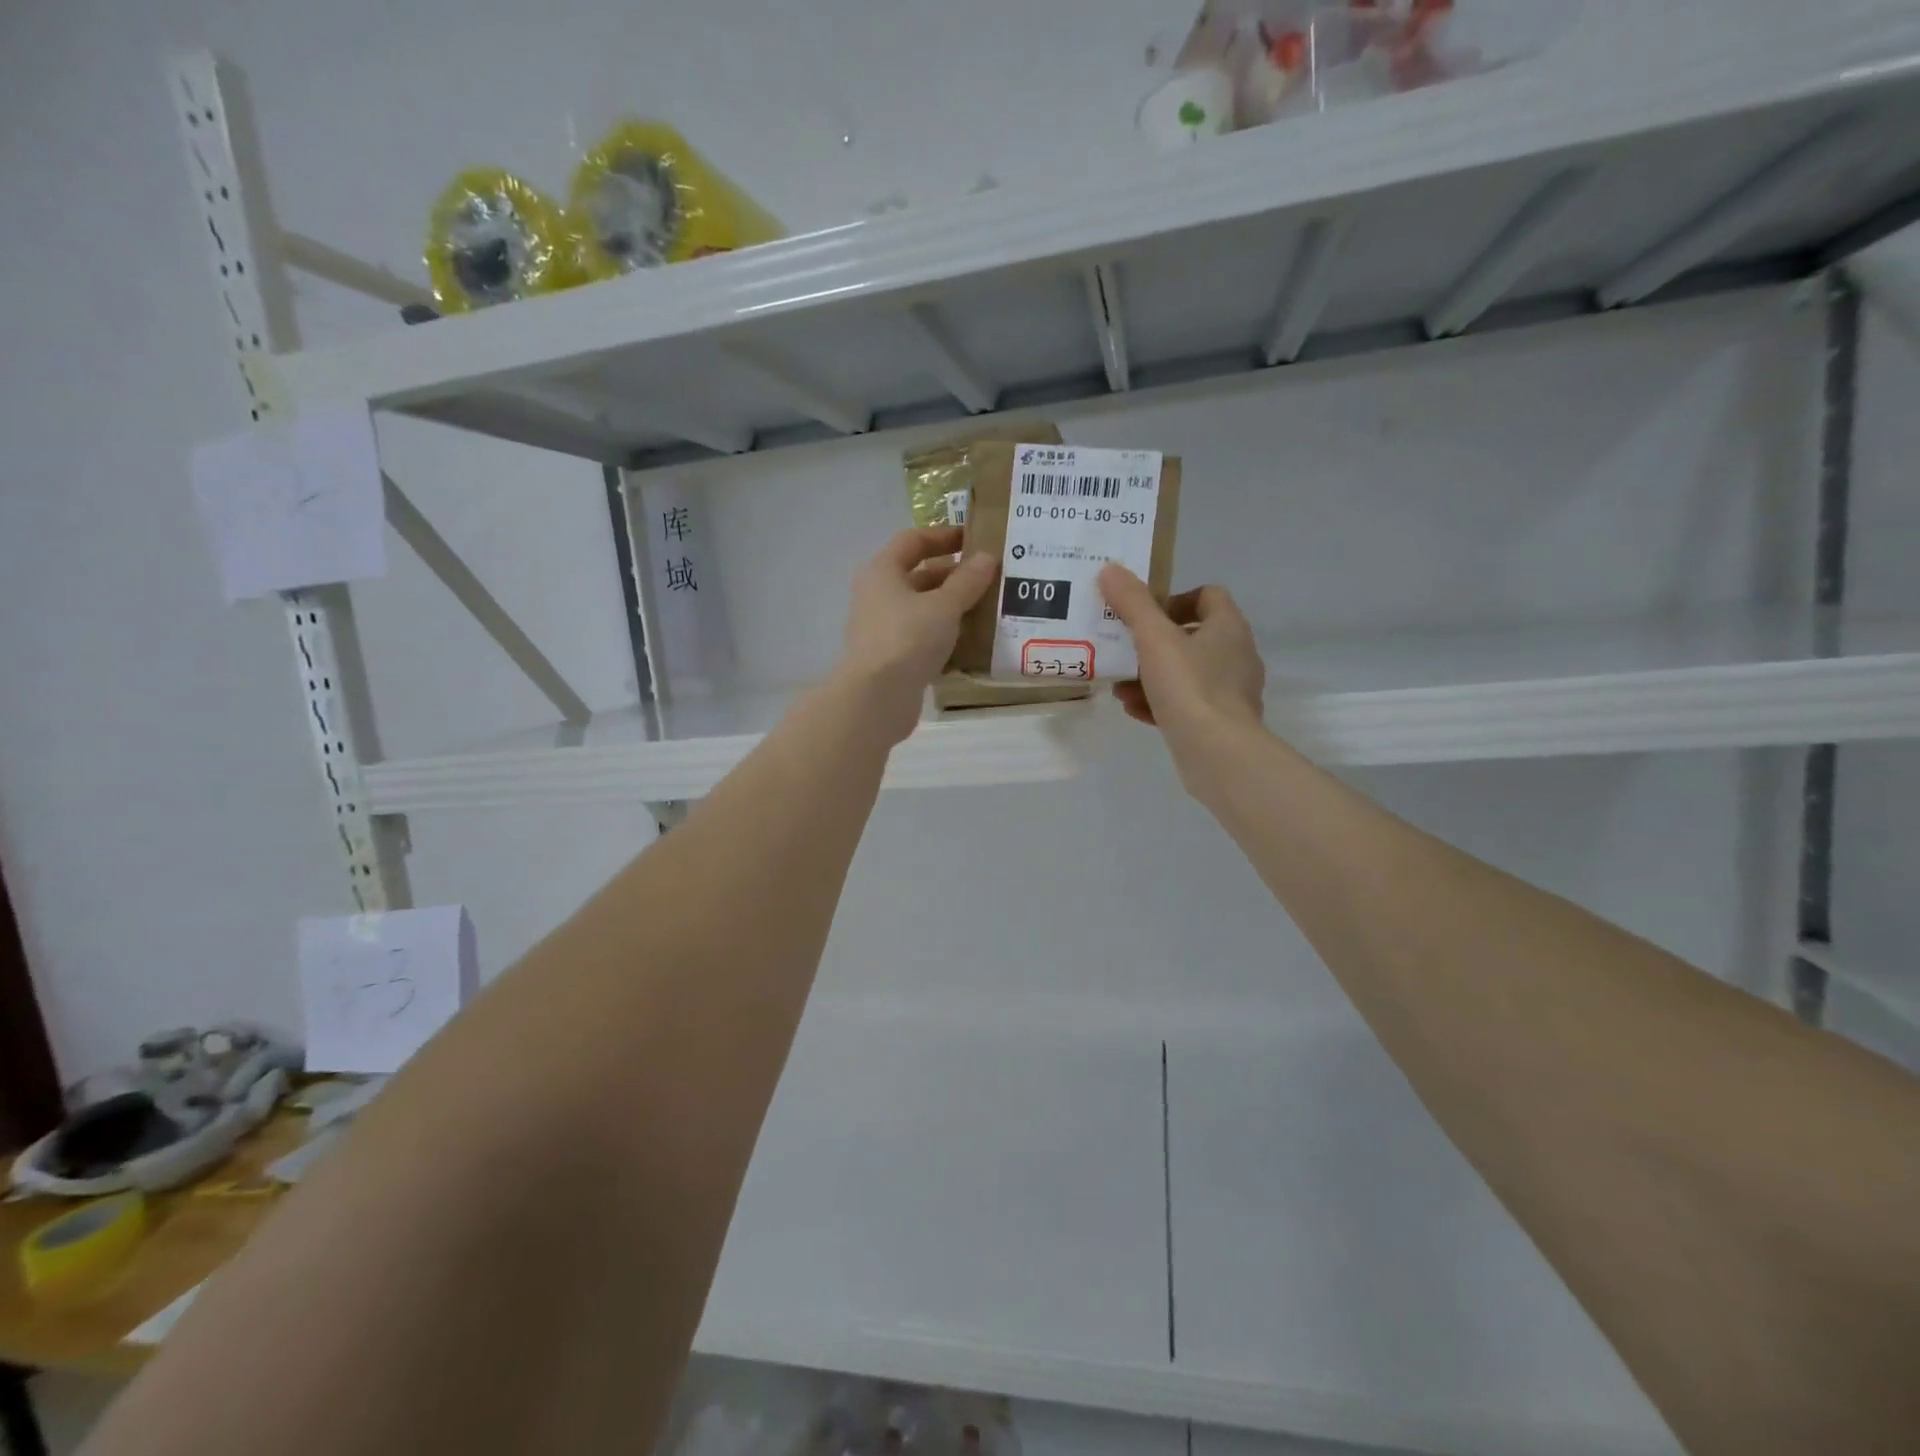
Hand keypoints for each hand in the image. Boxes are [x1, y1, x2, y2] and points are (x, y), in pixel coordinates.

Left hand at [836, 527, 997, 743]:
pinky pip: (922, 638)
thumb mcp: (944, 605)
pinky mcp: (891, 658)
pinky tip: (972, 643)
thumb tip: (986, 557)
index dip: (944, 536)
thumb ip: (967, 581)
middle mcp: (877, 596)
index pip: (913, 540)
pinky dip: (944, 637)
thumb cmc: (908, 639)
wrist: (877, 698)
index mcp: (882, 572)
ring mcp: (882, 629)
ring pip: (921, 610)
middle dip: (953, 576)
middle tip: (989, 578)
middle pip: (918, 576)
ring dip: (951, 608)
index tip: (975, 539)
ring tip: (987, 609)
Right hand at [1098, 564, 1266, 788]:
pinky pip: (1185, 704)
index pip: (1207, 596)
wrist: (1218, 754)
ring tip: (1120, 685)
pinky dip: (1159, 703)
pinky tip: (1133, 710)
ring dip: (1150, 676)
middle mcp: (1236, 655)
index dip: (1174, 599)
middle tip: (1123, 648)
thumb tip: (1110, 568)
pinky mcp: (1220, 722)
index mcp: (1228, 627)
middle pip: (1192, 636)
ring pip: (1185, 673)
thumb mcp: (1154, 639)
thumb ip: (1132, 603)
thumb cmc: (1190, 687)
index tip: (1144, 613)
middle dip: (1152, 643)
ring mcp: (1230, 691)